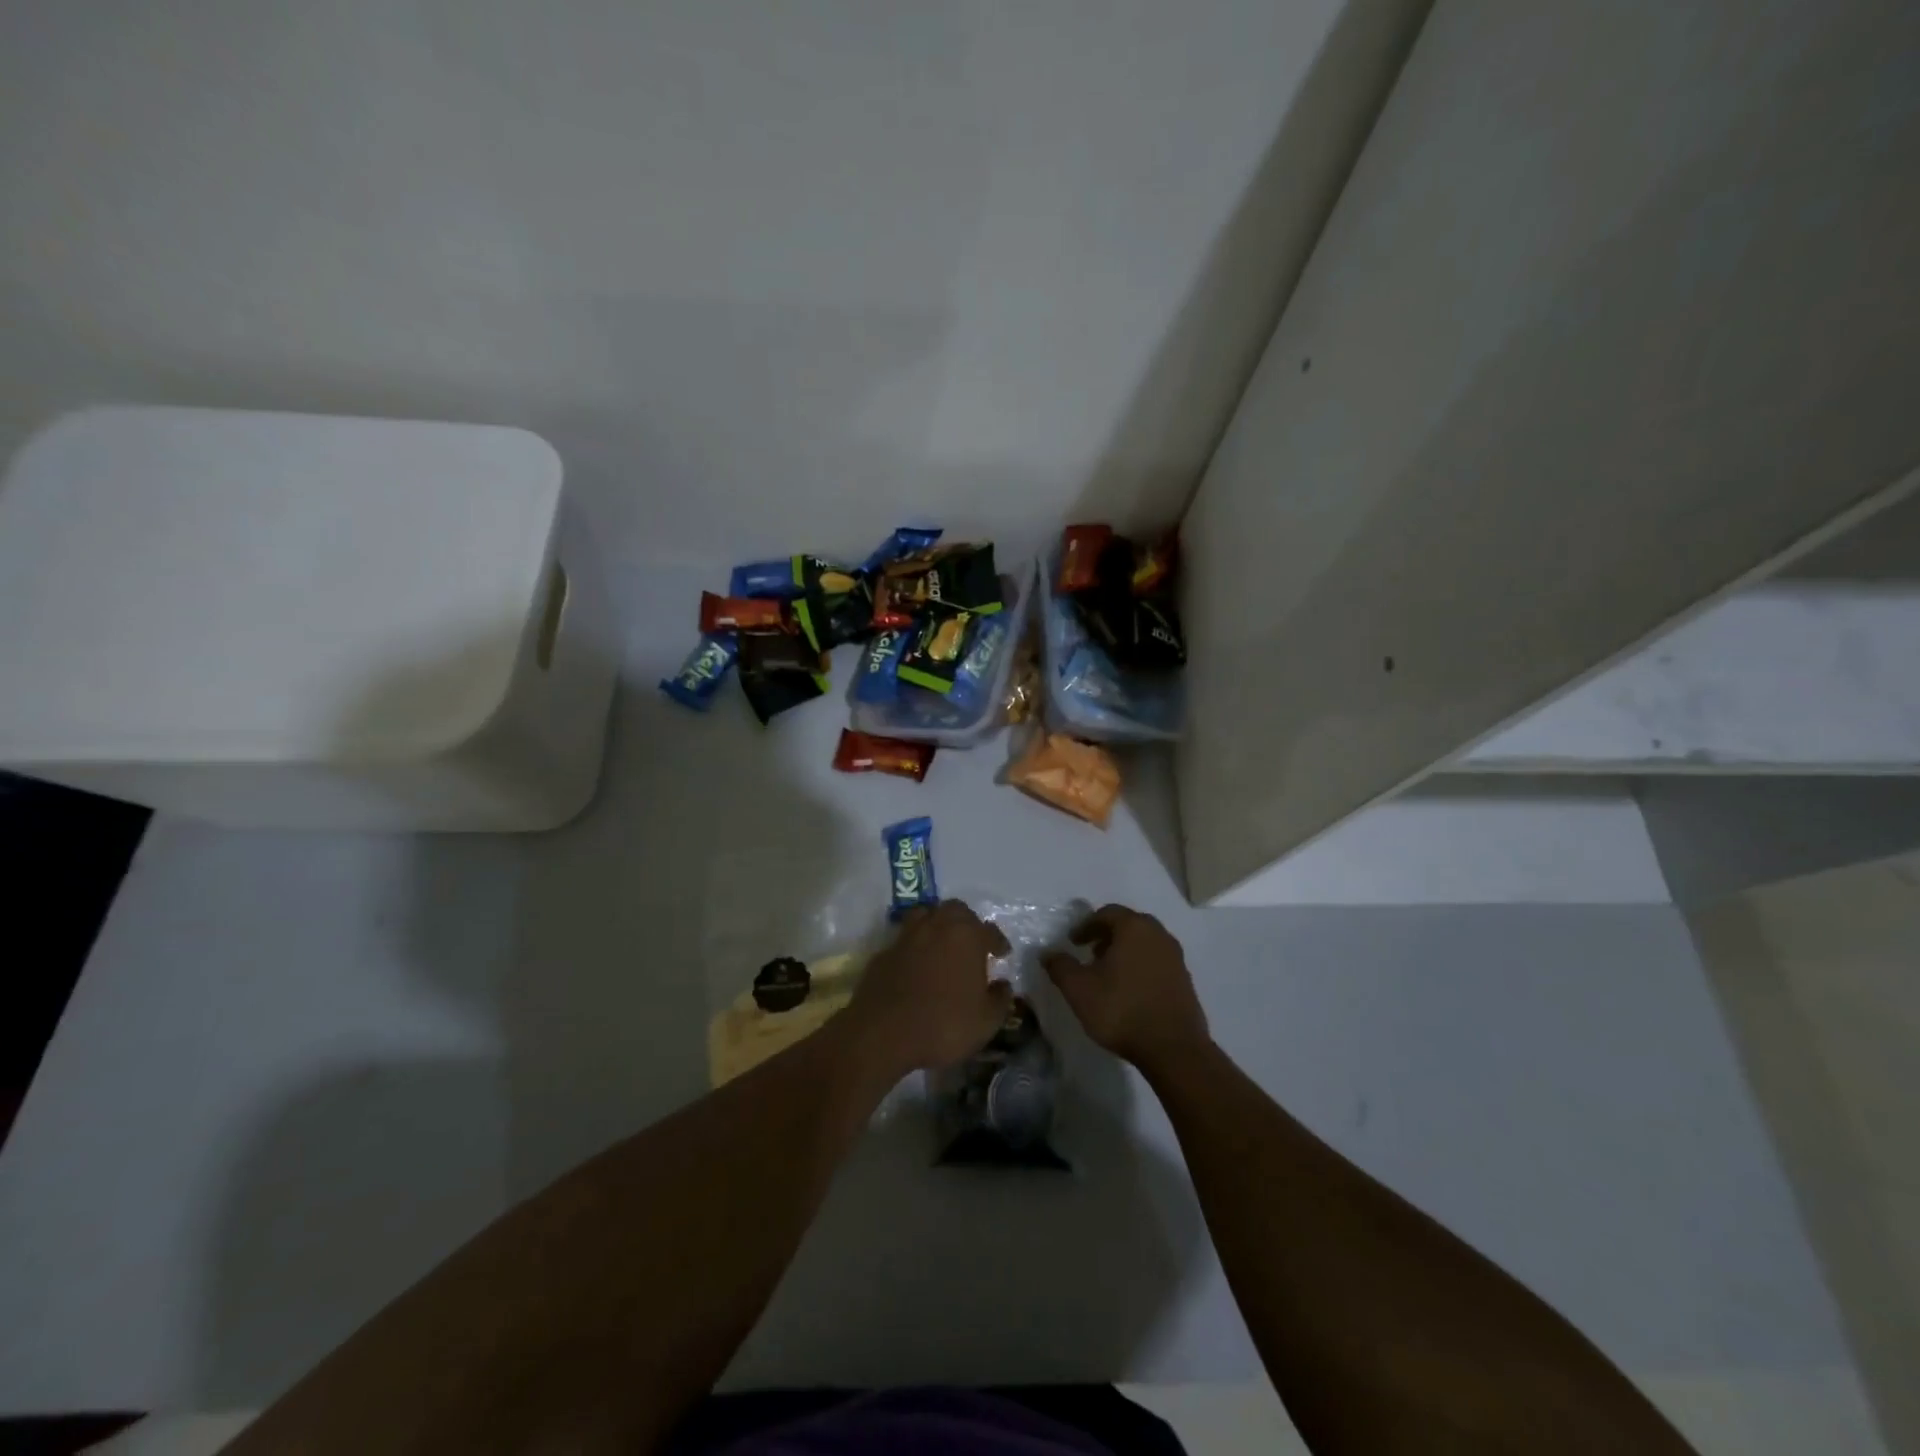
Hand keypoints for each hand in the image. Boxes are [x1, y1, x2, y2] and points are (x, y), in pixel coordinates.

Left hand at [847, 900, 1012, 1075]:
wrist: (883, 1033)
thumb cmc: (943, 1024)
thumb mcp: (986, 1021)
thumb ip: (1000, 999)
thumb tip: (1003, 984)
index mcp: (967, 937)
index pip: (989, 930)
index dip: (998, 941)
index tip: (1002, 953)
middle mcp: (937, 926)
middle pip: (956, 910)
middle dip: (968, 922)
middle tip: (973, 943)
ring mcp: (907, 936)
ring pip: (926, 915)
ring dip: (938, 924)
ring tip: (944, 944)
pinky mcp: (884, 952)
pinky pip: (905, 939)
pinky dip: (915, 945)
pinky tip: (917, 964)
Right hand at [1044, 904, 1208, 1074]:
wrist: (1173, 1049)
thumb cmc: (1121, 1010)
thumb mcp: (1079, 989)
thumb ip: (1060, 966)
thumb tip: (1047, 953)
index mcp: (1134, 928)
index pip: (1107, 913)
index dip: (1086, 925)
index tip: (1073, 942)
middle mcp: (1158, 935)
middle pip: (1129, 925)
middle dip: (1107, 935)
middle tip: (1090, 952)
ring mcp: (1176, 958)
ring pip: (1145, 943)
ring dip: (1125, 951)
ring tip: (1108, 973)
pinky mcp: (1185, 980)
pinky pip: (1157, 962)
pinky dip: (1140, 966)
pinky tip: (1129, 990)